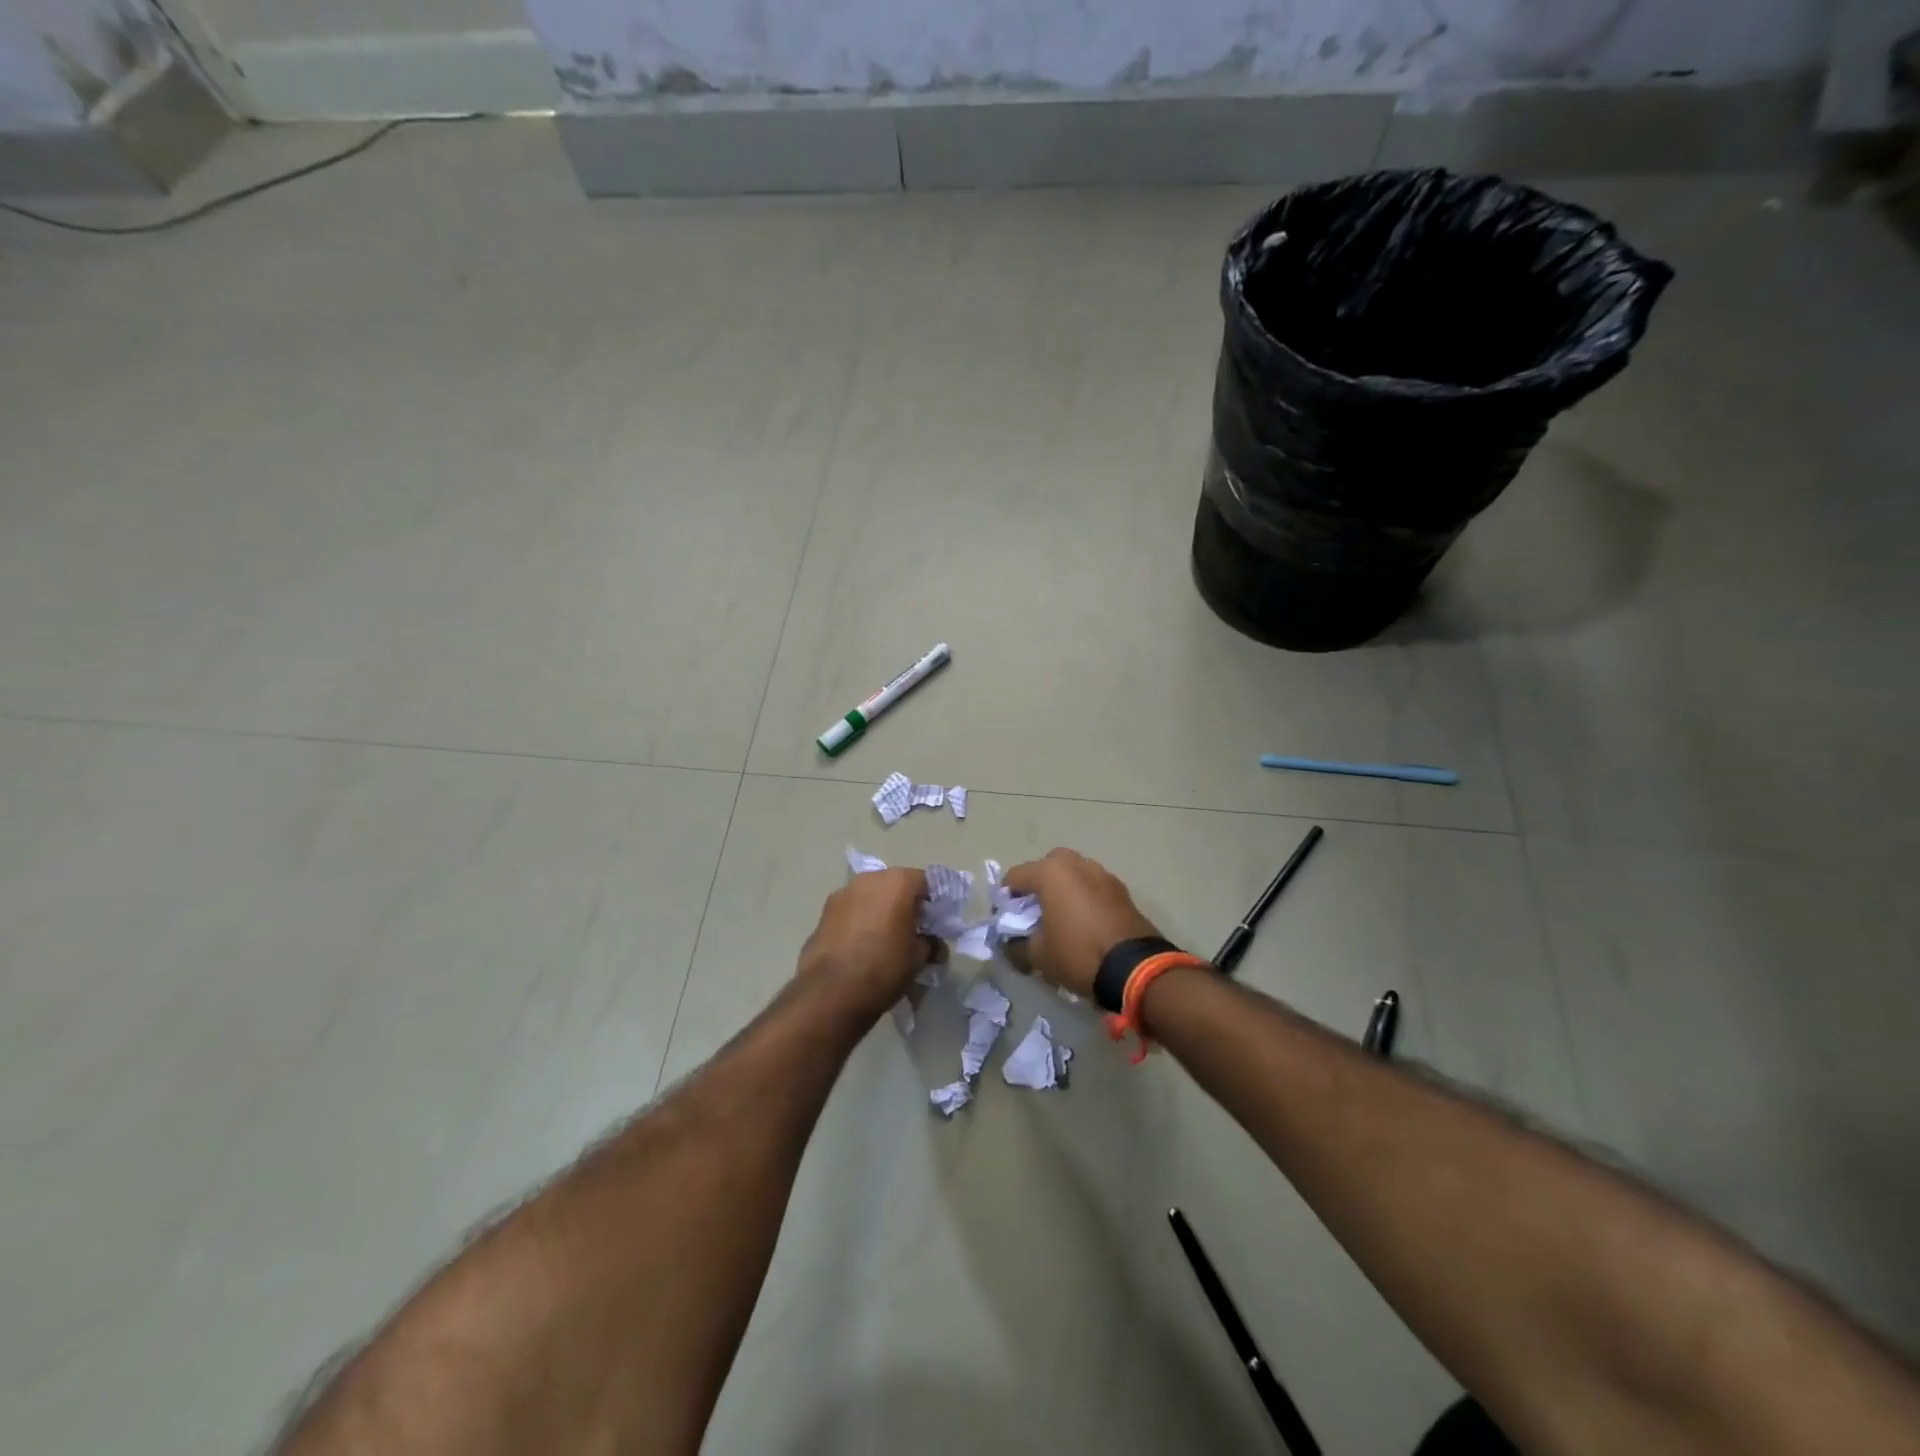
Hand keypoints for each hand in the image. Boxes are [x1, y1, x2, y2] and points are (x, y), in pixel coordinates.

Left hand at [797, 868, 941, 1020]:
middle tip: (912, 931)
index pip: (926, 882)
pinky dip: (859, 921)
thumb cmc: (884, 967)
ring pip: (870, 896)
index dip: (934, 903)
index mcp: (898, 882)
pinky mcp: (823, 912)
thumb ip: (930, 944)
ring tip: (884, 940)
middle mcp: (870, 879)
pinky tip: (860, 947)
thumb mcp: (918, 959)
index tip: (935, 925)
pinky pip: (850, 911)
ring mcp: (843, 893)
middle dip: (905, 904)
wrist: (830, 992)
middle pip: (895, 885)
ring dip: (879, 911)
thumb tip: (932, 944)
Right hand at [1000, 849, 1162, 998]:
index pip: (1015, 877)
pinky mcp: (1121, 890)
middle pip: (1046, 867)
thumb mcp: (1038, 956)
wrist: (1135, 968)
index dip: (1004, 899)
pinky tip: (1084, 923)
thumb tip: (1010, 944)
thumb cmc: (1078, 953)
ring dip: (1063, 889)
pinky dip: (1084, 897)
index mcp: (1051, 872)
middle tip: (1034, 913)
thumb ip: (1016, 946)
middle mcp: (1076, 864)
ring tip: (1061, 918)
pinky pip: (1093, 886)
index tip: (1004, 921)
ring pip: (1073, 874)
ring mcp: (1102, 874)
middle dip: (1037, 885)